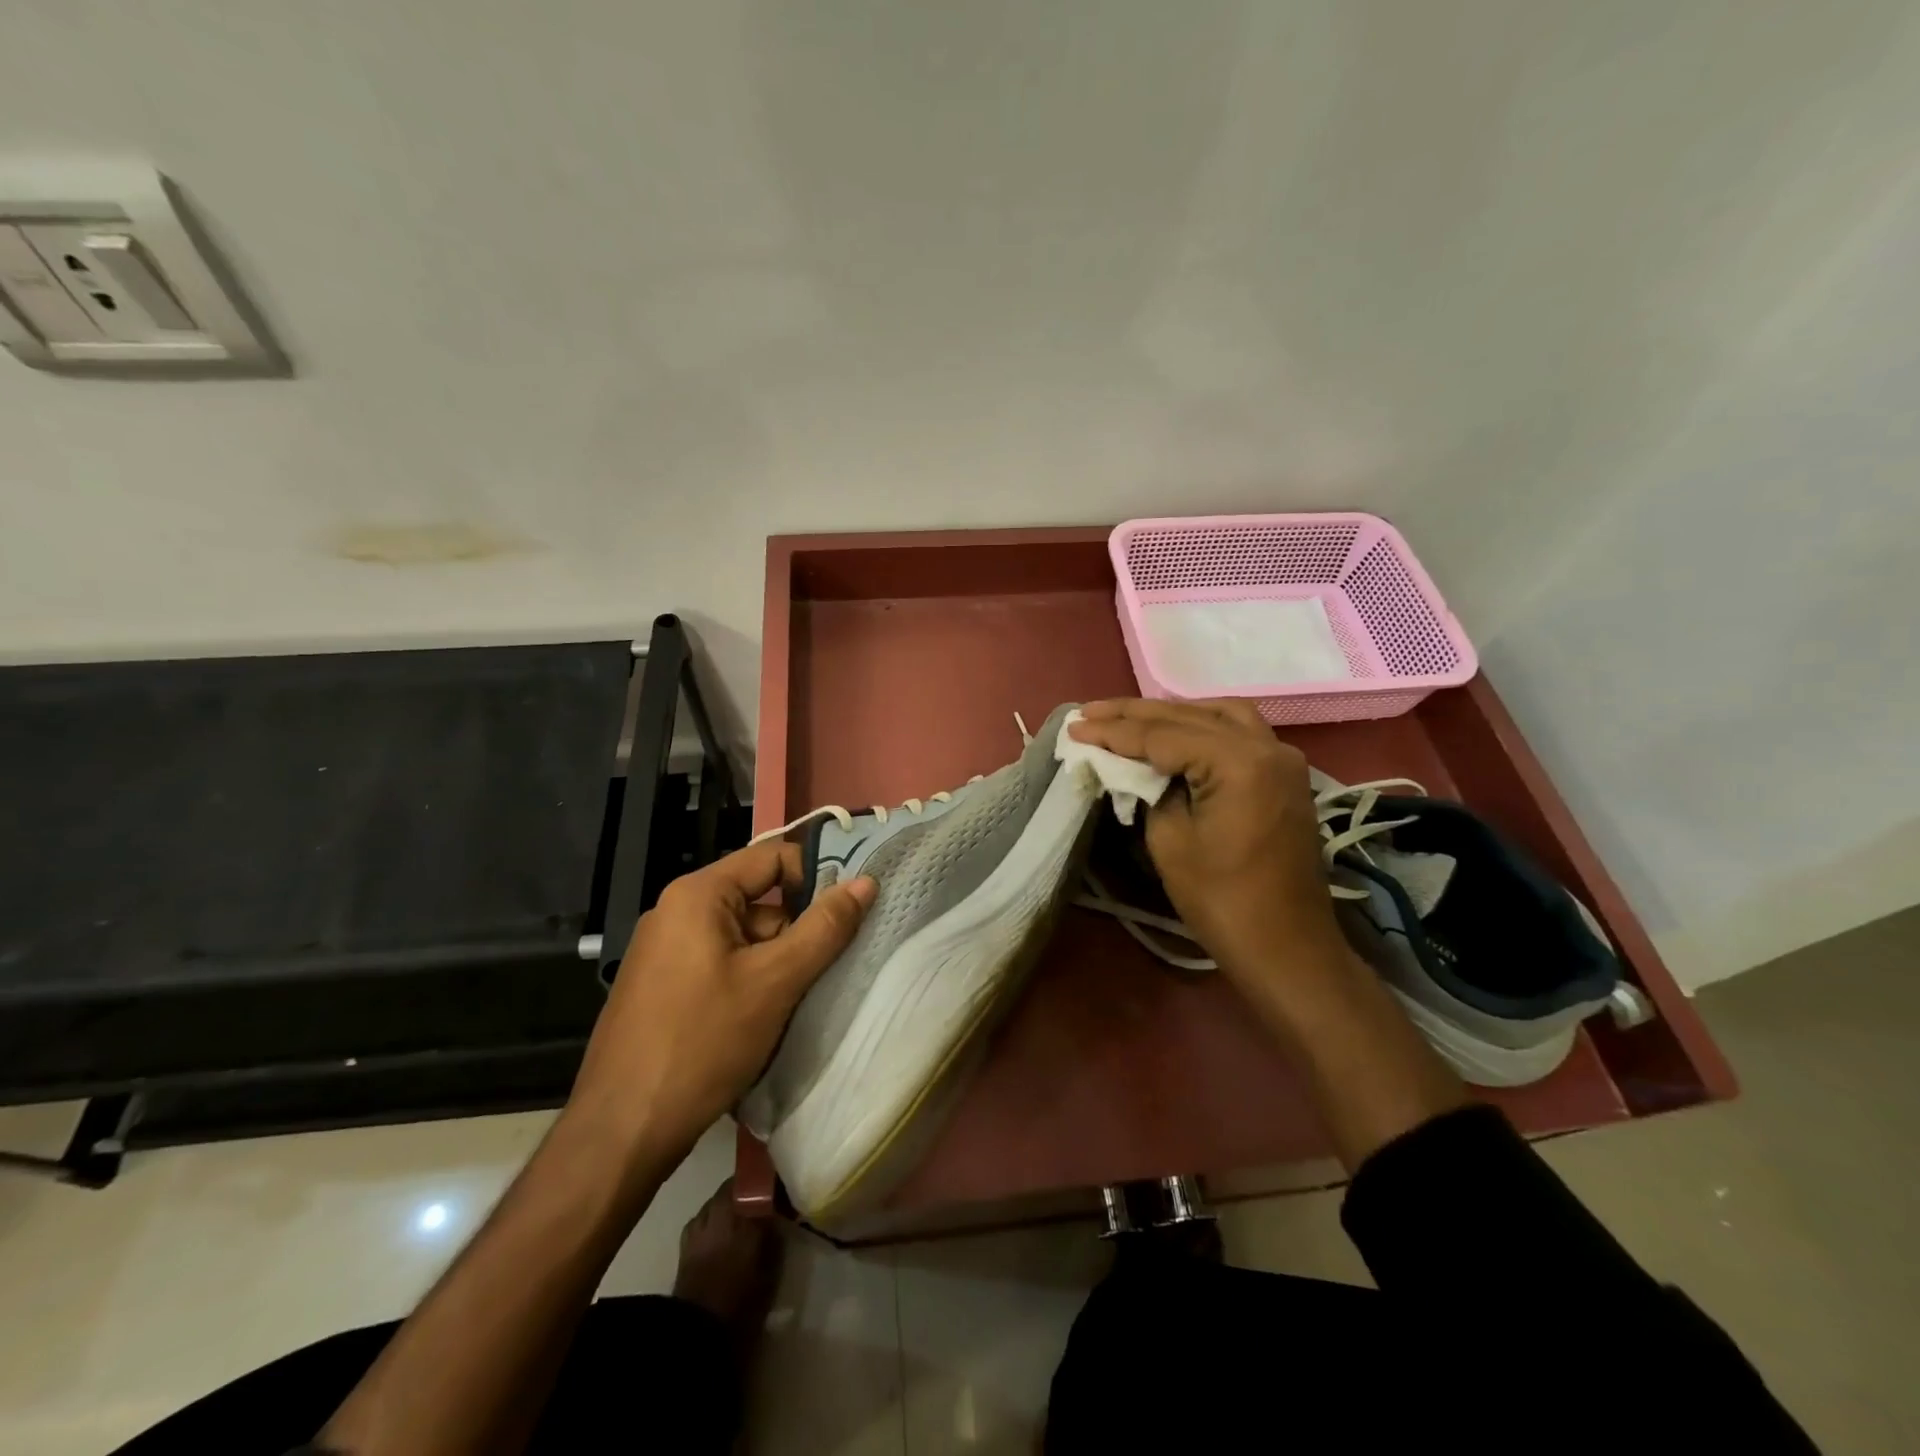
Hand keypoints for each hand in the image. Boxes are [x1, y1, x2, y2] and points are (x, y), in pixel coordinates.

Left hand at [568, 840, 874, 1170]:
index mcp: (698, 895)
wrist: (621, 1131)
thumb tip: (866, 882)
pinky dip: (751, 983)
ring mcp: (665, 952)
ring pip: (743, 939)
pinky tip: (765, 1021)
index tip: (848, 914)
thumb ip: (824, 928)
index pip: (773, 858)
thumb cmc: (702, 1043)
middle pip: (759, 901)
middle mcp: (677, 912)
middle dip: (796, 932)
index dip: (816, 877)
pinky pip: (722, 965)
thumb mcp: (775, 981)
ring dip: (777, 964)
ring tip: (799, 1003)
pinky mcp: (663, 987)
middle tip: (826, 970)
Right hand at [1068, 698, 1346, 989]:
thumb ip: (1147, 788)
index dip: (1113, 731)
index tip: (1073, 727)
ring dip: (1170, 713)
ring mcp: (1282, 757)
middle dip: (1134, 714)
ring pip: (1217, 714)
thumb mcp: (1170, 841)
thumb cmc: (1222, 901)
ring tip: (1127, 717)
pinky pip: (1238, 731)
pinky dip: (1202, 723)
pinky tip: (1174, 729)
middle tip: (1088, 713)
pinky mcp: (1284, 774)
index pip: (1162, 735)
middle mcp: (1266, 746)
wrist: (1287, 948)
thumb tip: (1131, 764)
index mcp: (1238, 762)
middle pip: (1189, 716)